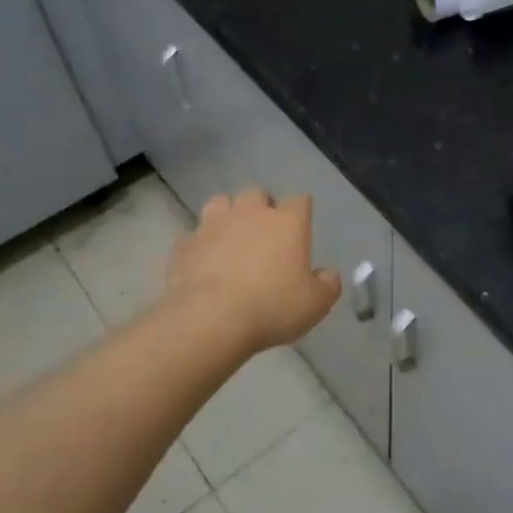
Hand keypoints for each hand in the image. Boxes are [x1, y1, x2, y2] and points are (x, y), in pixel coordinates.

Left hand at [166, 189, 341, 353]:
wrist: (210, 320)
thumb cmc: (272, 307)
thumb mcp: (316, 304)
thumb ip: (327, 284)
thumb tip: (326, 274)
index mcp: (287, 223)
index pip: (300, 201)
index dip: (301, 213)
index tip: (301, 230)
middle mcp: (250, 214)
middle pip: (257, 193)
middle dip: (261, 207)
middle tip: (264, 234)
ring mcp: (213, 225)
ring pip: (220, 202)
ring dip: (227, 215)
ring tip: (230, 238)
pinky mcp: (185, 244)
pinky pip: (193, 235)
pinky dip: (200, 244)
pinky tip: (204, 262)